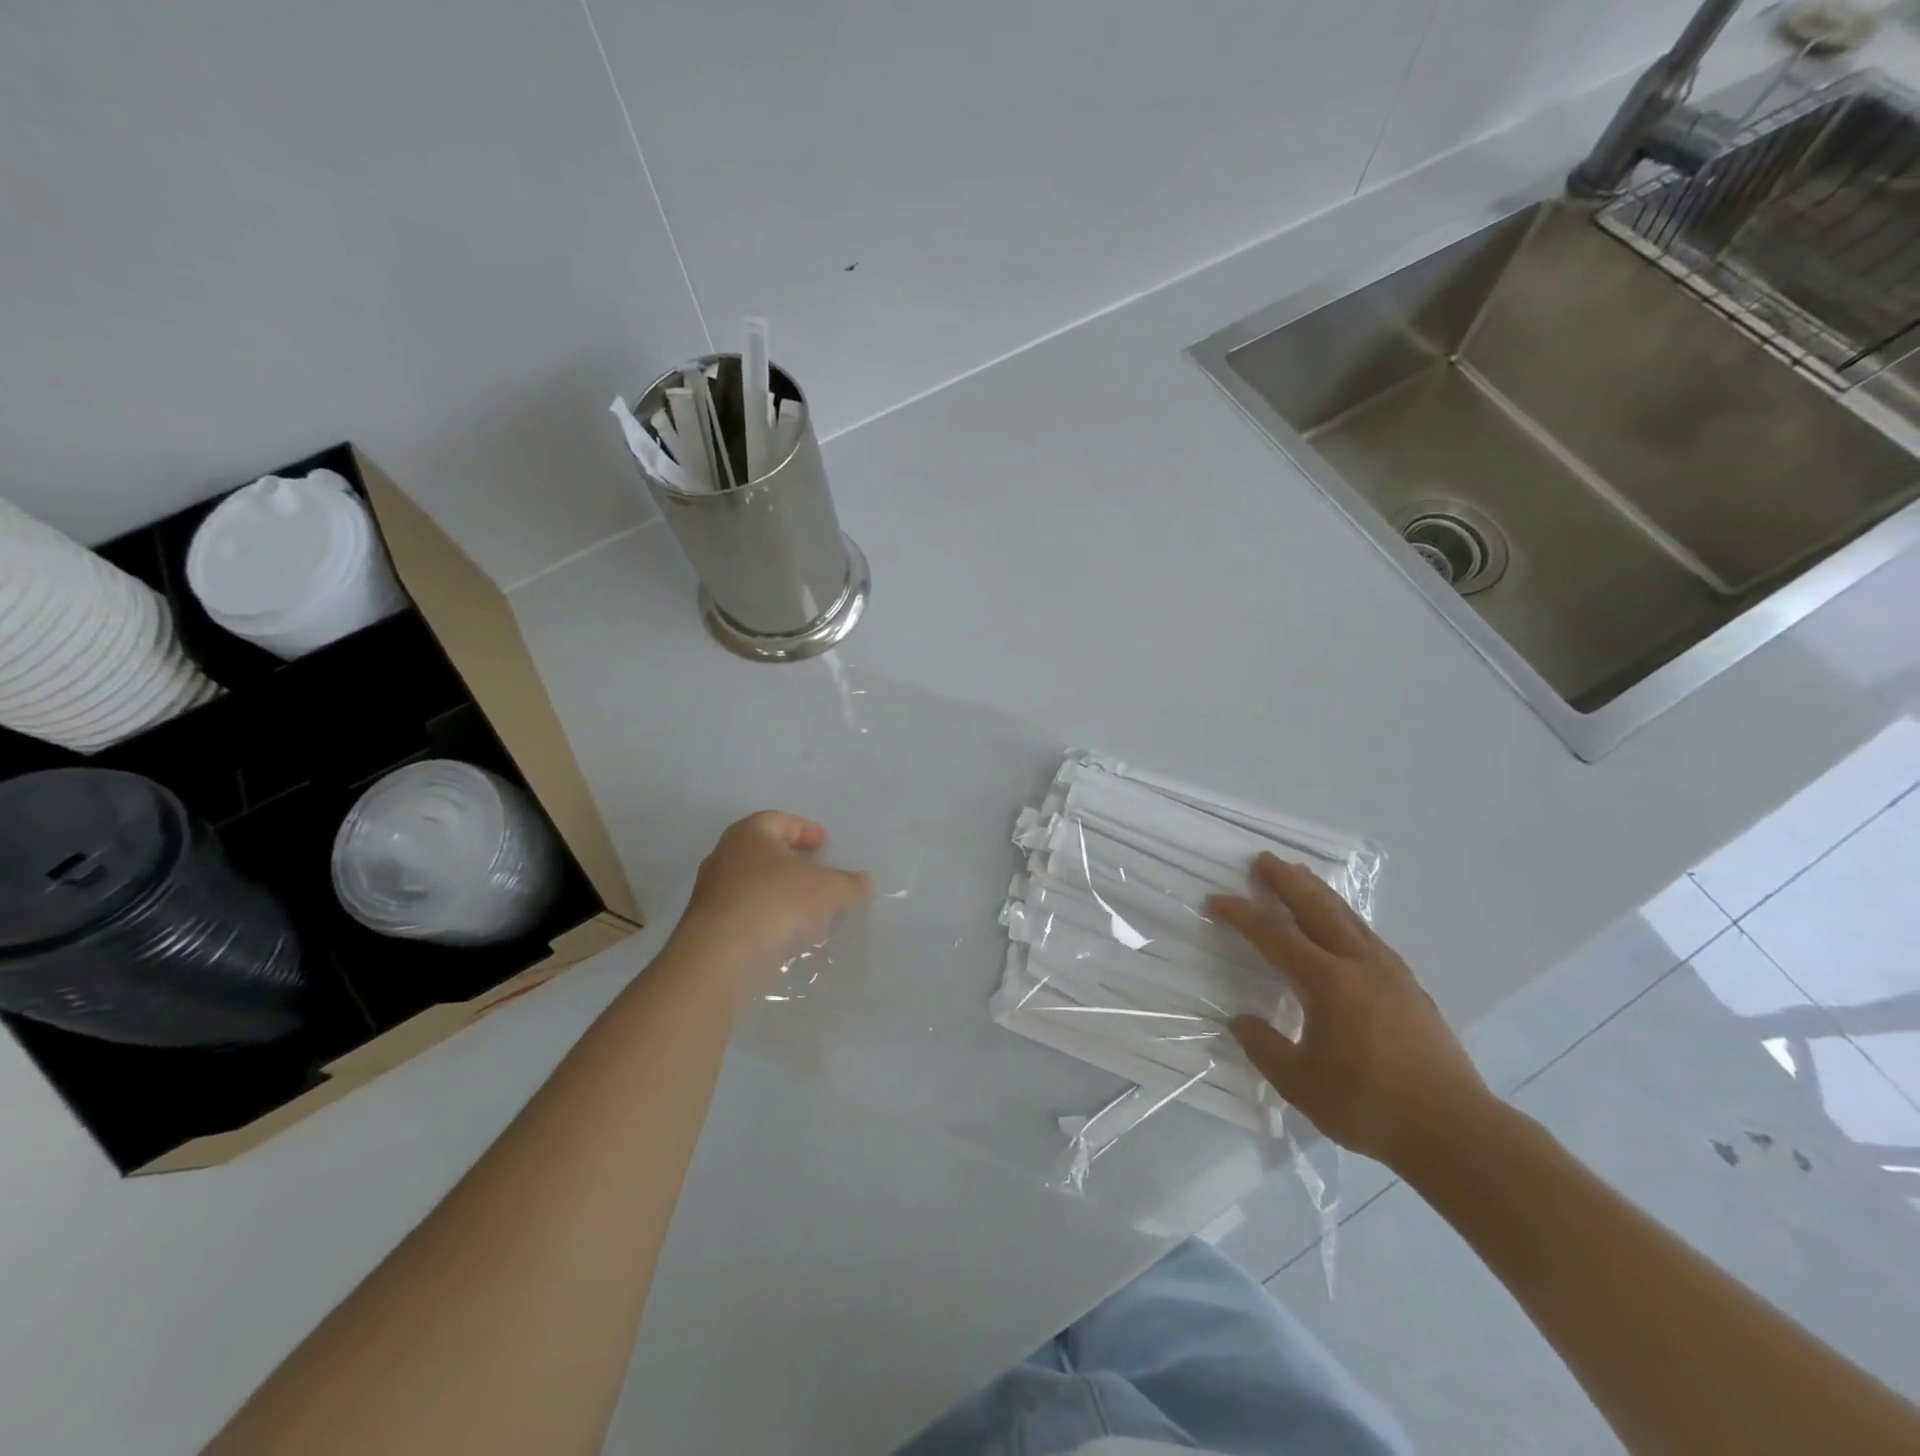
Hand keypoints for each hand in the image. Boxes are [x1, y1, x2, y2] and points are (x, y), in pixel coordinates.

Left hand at [672, 812, 870, 1001]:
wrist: (720, 958)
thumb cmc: (776, 903)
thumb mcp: (829, 890)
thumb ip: (849, 883)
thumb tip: (862, 882)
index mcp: (749, 833)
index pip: (781, 820)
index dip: (807, 830)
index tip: (826, 846)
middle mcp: (724, 855)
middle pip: (764, 852)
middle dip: (792, 862)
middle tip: (818, 875)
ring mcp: (711, 892)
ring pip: (753, 884)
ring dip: (779, 893)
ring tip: (806, 910)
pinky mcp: (706, 926)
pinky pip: (744, 913)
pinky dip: (765, 918)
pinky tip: (784, 935)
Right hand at [1208, 854, 1492, 1172]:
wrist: (1457, 1132)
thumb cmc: (1370, 1107)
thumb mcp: (1300, 1084)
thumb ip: (1264, 1047)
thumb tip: (1241, 1021)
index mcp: (1328, 983)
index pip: (1274, 937)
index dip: (1242, 916)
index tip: (1217, 900)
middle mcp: (1359, 965)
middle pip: (1317, 909)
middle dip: (1287, 881)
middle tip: (1264, 859)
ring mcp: (1390, 973)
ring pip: (1347, 917)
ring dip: (1318, 892)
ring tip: (1300, 874)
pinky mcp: (1410, 987)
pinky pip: (1368, 935)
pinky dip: (1344, 916)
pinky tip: (1343, 923)